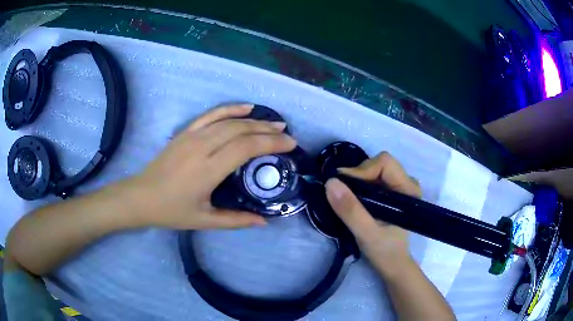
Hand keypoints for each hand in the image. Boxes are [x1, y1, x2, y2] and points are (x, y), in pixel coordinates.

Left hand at [129, 104, 295, 229]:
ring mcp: (192, 136)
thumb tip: (264, 221)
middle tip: (286, 134)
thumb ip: (236, 220)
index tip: (289, 145)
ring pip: (228, 121)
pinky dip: (229, 109)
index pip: (246, 148)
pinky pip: (210, 115)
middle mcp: (202, 147)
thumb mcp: (204, 221)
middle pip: (240, 130)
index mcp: (208, 170)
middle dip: (267, 130)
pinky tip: (245, 107)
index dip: (270, 143)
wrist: (141, 197)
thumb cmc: (172, 211)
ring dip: (253, 119)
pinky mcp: (185, 133)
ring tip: (272, 122)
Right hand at [325, 152, 420, 273]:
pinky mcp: (391, 193)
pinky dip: (358, 186)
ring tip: (347, 198)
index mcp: (408, 189)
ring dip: (356, 181)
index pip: (384, 163)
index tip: (343, 187)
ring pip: (373, 169)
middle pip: (378, 163)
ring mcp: (399, 187)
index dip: (362, 171)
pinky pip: (372, 178)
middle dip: (358, 176)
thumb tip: (330, 182)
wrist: (392, 264)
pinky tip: (353, 199)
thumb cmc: (385, 251)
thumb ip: (350, 210)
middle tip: (343, 194)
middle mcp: (406, 183)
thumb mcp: (366, 234)